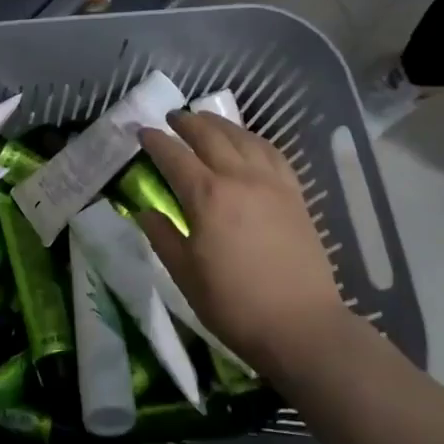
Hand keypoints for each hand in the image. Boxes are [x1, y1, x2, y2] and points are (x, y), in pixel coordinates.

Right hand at [137, 111, 349, 378]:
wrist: (301, 325)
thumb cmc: (234, 304)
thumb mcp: (185, 274)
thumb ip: (162, 237)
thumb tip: (144, 211)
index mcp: (207, 196)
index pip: (174, 156)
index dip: (155, 141)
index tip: (142, 131)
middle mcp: (239, 178)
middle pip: (210, 135)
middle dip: (187, 122)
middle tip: (172, 118)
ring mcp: (271, 183)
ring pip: (243, 138)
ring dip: (220, 124)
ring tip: (206, 121)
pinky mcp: (294, 194)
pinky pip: (272, 153)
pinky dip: (254, 139)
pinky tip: (248, 142)